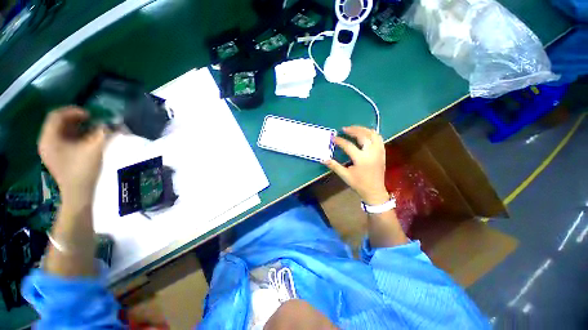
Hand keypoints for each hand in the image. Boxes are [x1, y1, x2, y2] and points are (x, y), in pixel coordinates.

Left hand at [38, 106, 108, 204]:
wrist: (79, 194)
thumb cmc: (84, 170)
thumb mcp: (95, 148)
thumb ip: (103, 132)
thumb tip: (110, 123)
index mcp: (49, 138)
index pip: (57, 115)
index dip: (73, 111)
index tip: (91, 114)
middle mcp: (46, 142)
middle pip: (58, 123)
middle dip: (75, 119)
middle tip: (92, 121)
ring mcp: (50, 151)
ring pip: (61, 132)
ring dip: (76, 128)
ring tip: (91, 130)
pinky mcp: (56, 158)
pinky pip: (63, 141)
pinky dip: (75, 137)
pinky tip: (86, 140)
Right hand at [323, 126, 389, 204]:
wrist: (374, 191)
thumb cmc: (359, 184)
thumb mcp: (345, 175)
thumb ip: (334, 166)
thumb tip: (323, 159)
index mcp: (361, 159)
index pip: (348, 146)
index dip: (340, 141)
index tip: (333, 138)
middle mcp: (371, 153)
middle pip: (363, 136)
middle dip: (353, 130)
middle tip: (344, 129)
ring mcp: (379, 152)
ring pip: (373, 135)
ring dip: (364, 129)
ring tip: (355, 128)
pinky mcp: (382, 153)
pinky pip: (379, 139)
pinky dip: (372, 134)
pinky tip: (365, 134)